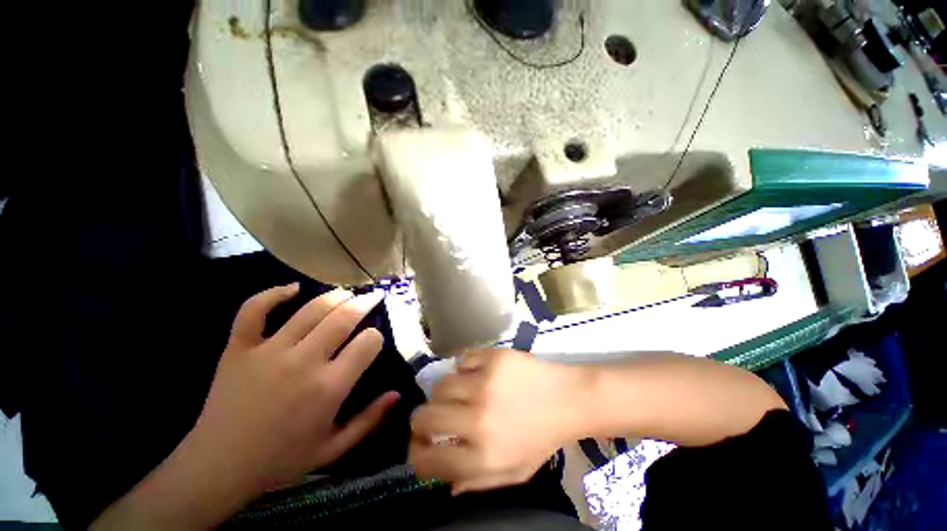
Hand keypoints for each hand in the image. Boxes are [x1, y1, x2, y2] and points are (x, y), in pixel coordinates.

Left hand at [92, 284, 400, 530]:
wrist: (218, 467)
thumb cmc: (281, 460)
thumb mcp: (333, 448)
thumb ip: (369, 420)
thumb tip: (397, 393)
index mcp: (329, 387)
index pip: (368, 342)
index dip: (376, 336)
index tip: (373, 340)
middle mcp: (303, 362)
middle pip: (344, 316)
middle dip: (365, 302)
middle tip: (373, 296)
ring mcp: (268, 351)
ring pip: (311, 309)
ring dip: (335, 295)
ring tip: (346, 293)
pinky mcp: (239, 348)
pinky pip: (254, 310)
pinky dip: (273, 294)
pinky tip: (292, 289)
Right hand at [409, 349, 589, 494]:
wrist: (566, 398)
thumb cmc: (541, 437)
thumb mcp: (513, 472)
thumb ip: (476, 482)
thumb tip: (444, 482)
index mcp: (483, 455)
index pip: (427, 460)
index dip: (416, 454)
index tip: (419, 446)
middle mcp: (478, 418)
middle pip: (424, 417)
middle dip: (421, 421)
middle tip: (431, 417)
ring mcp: (485, 382)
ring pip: (440, 385)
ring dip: (445, 393)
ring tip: (458, 394)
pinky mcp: (492, 357)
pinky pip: (462, 360)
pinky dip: (465, 368)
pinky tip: (476, 374)